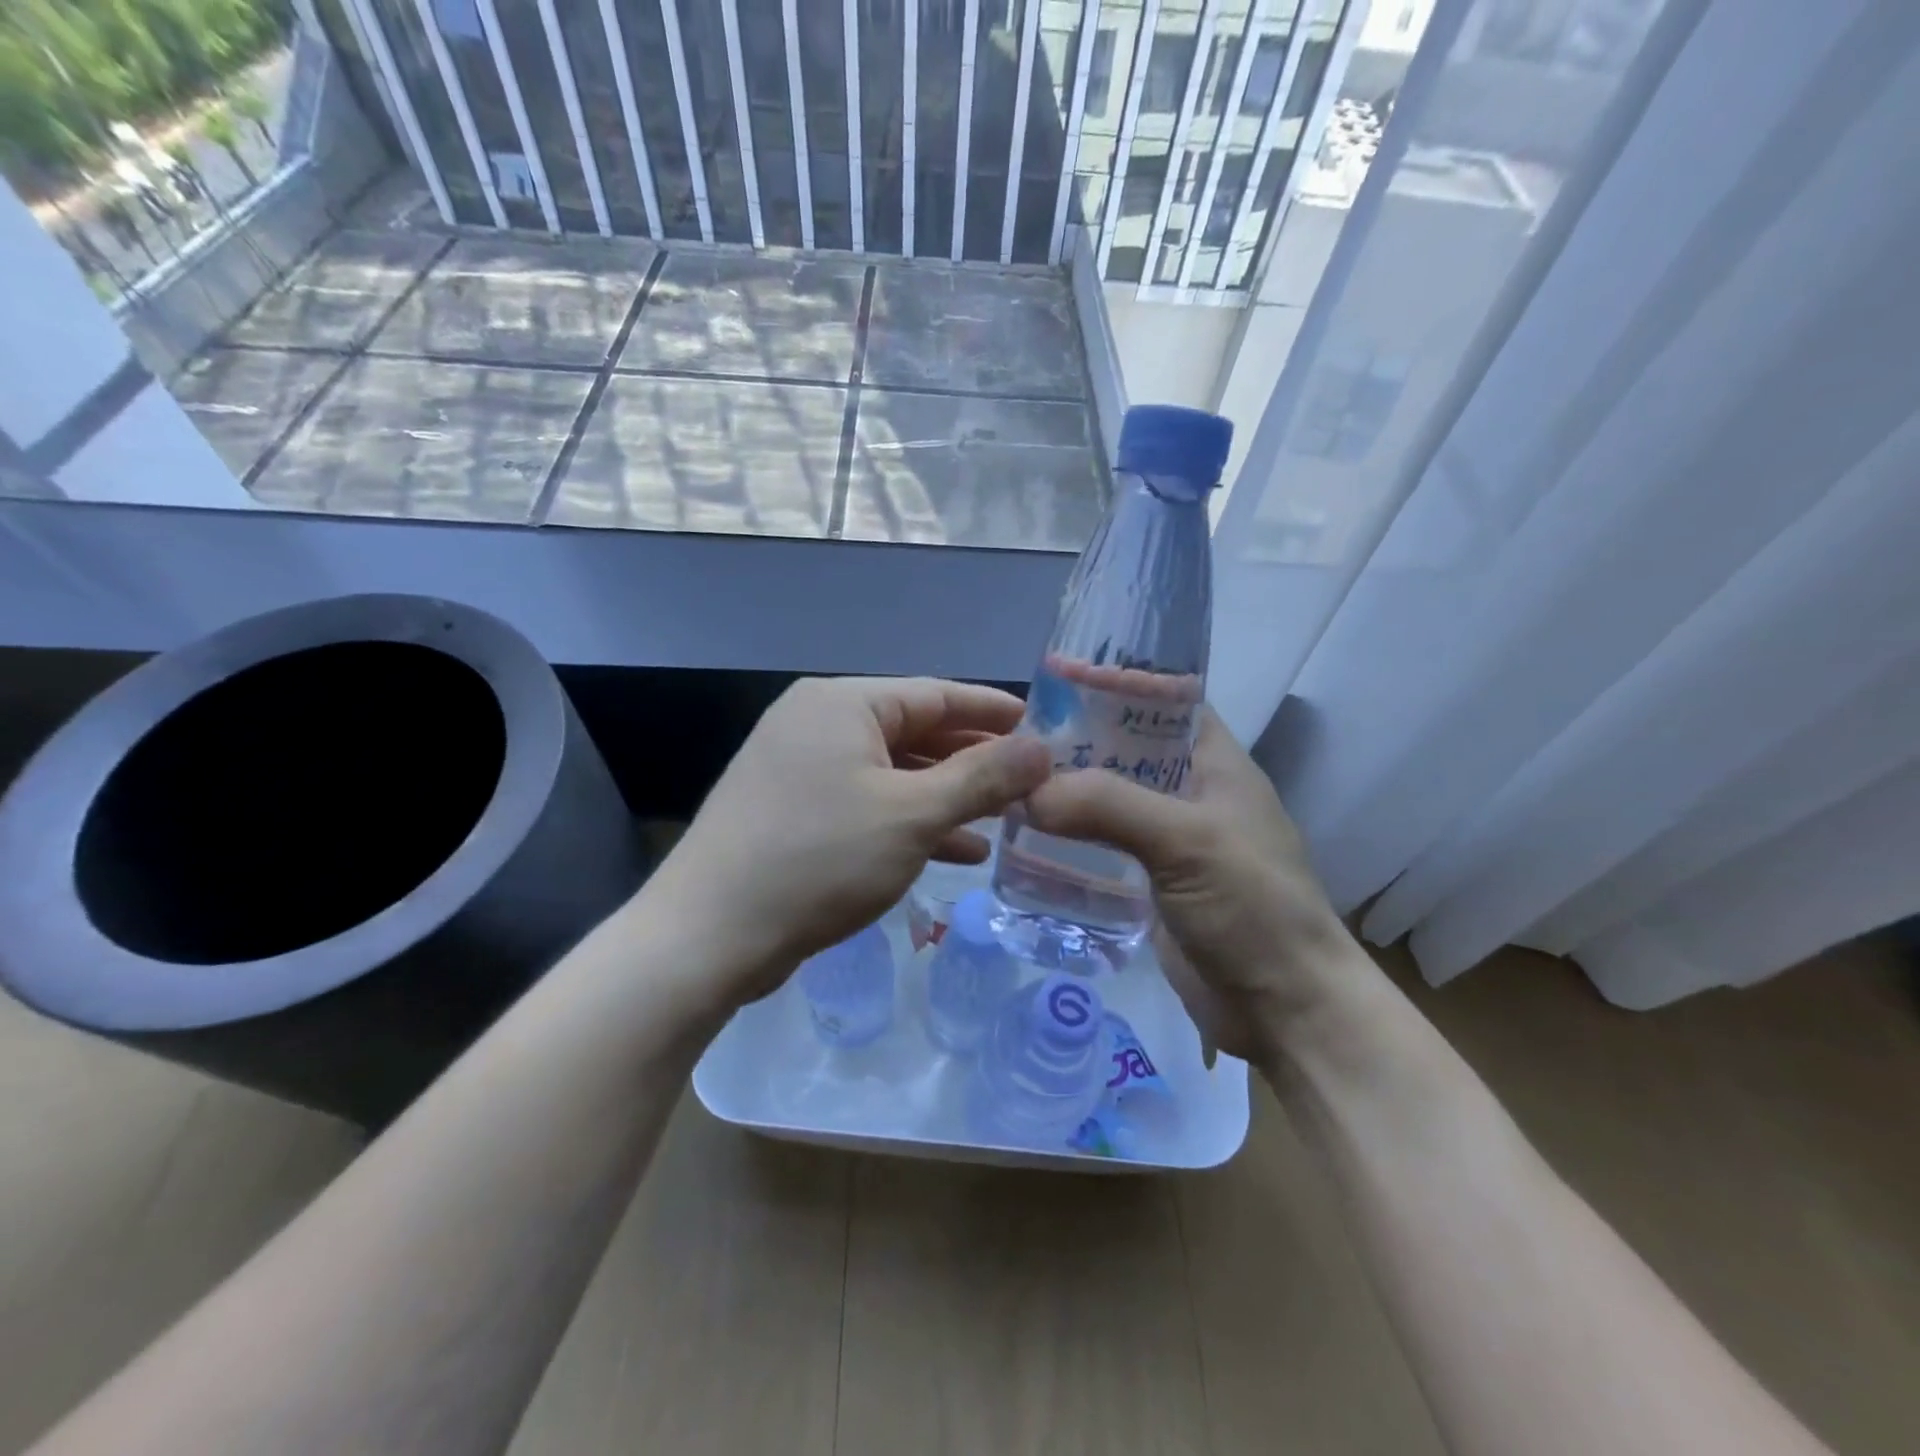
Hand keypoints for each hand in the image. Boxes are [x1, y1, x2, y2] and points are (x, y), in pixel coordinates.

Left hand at [641, 677, 1051, 1007]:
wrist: (709, 936)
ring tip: (1004, 820)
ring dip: (947, 797)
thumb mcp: (913, 814)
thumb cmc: (819, 858)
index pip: (936, 693)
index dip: (993, 711)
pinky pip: (867, 805)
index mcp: (842, 703)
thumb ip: (982, 777)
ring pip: (893, 774)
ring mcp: (800, 770)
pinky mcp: (793, 813)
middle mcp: (817, 724)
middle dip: (973, 760)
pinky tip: (956, 851)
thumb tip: (1041, 748)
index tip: (1042, 727)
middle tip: (1029, 781)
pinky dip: (911, 823)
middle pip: (914, 732)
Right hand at [1022, 707, 1358, 1067]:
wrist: (1284, 1009)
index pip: (1162, 700)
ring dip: (1066, 793)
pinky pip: (1102, 847)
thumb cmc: (1252, 907)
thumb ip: (1109, 805)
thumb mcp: (1187, 840)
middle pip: (1125, 750)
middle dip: (1074, 743)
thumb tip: (1027, 791)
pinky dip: (1069, 839)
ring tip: (1006, 785)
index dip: (1114, 685)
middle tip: (1011, 741)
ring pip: (1109, 800)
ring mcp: (1169, 840)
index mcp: (1214, 762)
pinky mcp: (1150, 883)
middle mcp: (1190, 792)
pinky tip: (1024, 838)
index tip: (1052, 682)